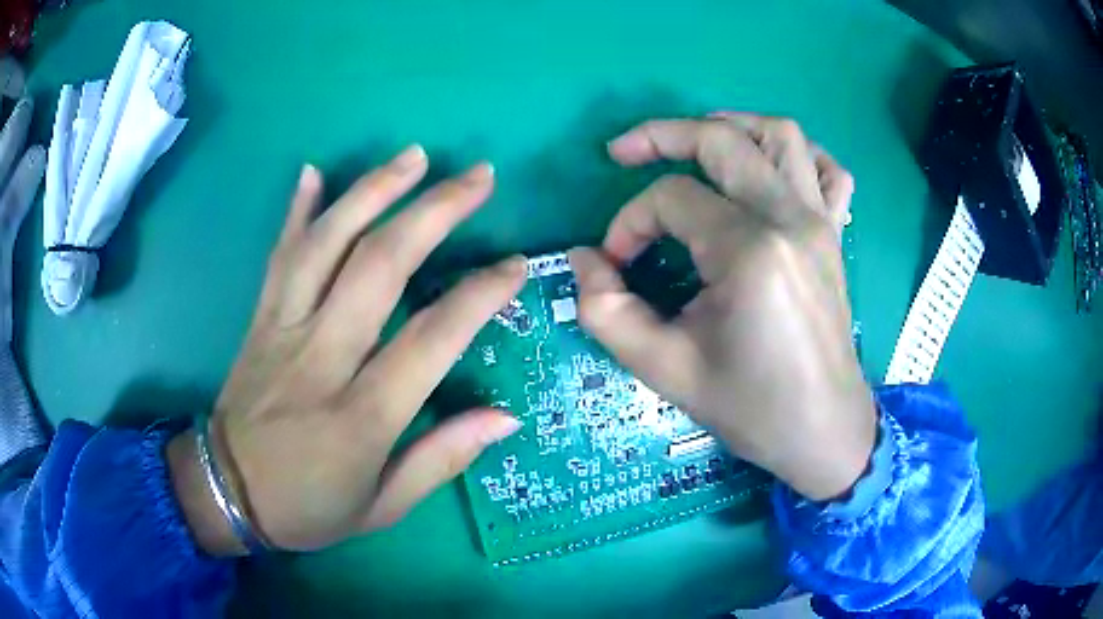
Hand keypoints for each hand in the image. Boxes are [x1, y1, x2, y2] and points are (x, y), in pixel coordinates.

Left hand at [168, 146, 525, 554]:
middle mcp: (321, 358)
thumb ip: (442, 459)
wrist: (226, 491)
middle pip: (379, 267)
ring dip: (372, 191)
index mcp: (360, 416)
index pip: (432, 338)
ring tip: (413, 155)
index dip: (480, 295)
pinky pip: (279, 255)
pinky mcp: (259, 319)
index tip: (516, 266)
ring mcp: (282, 329)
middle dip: (435, 211)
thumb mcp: (383, 507)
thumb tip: (506, 417)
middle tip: (478, 176)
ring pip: (326, 244)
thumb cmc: (308, 508)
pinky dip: (296, 209)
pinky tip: (314, 170)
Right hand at [568, 115, 875, 500]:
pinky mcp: (835, 234)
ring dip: (731, 126)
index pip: (671, 200)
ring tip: (694, 142)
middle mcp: (791, 219)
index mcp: (751, 252)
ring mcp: (821, 221)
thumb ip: (606, 311)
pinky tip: (767, 170)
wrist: (822, 430)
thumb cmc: (752, 407)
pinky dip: (795, 156)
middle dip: (663, 136)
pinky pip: (827, 170)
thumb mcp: (665, 370)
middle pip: (722, 141)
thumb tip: (585, 258)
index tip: (615, 264)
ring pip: (780, 135)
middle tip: (624, 151)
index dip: (628, 223)